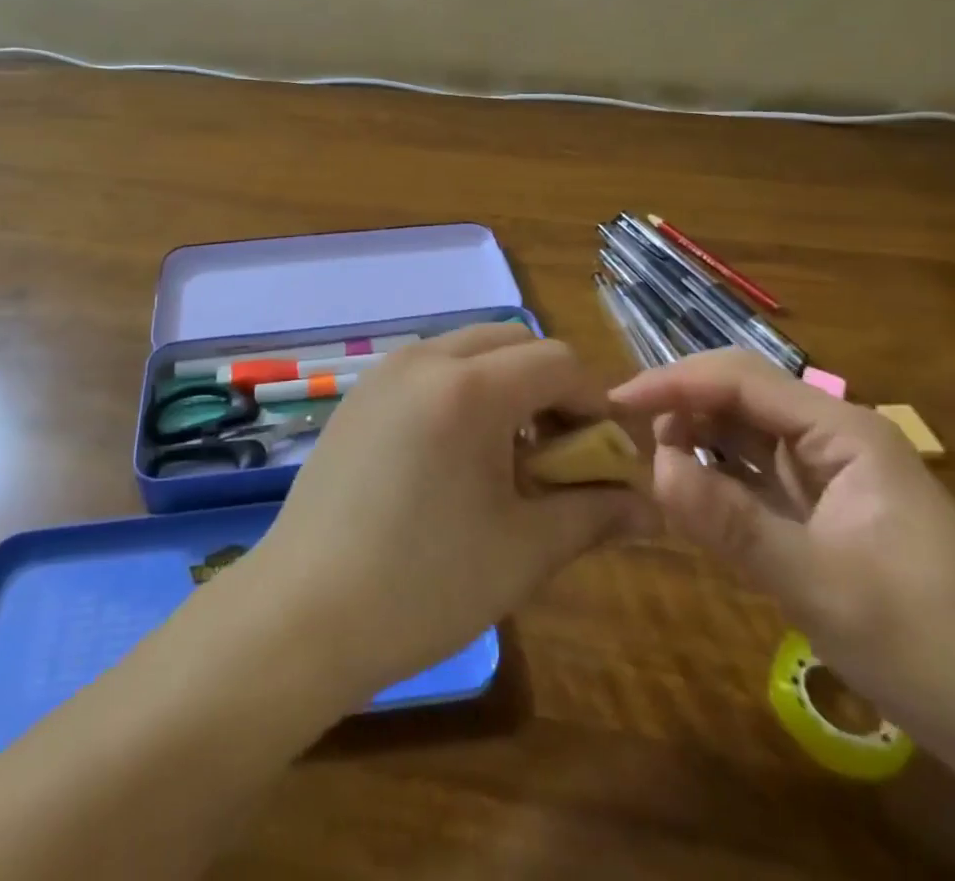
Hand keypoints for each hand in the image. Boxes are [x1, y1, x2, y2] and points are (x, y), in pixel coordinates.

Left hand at [239, 324, 657, 701]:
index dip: (595, 402)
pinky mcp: (360, 394)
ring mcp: (384, 372)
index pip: (557, 361)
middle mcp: (424, 359)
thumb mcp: (524, 550)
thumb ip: (593, 514)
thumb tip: (651, 507)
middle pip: (512, 341)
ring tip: (508, 456)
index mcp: (468, 387)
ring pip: (467, 349)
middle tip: (559, 452)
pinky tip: (455, 455)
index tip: (607, 455)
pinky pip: (428, 368)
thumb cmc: (424, 584)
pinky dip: (461, 390)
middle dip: (549, 386)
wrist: (303, 611)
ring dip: (504, 384)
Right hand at [614, 351, 954, 783]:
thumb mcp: (824, 587)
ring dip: (695, 440)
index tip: (613, 404)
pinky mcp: (827, 515)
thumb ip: (732, 523)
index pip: (740, 379)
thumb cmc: (938, 649)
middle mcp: (834, 440)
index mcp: (843, 432)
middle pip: (739, 397)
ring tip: (649, 465)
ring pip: (744, 435)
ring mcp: (831, 478)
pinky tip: (689, 495)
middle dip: (680, 405)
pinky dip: (717, 479)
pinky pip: (756, 478)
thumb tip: (653, 467)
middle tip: (623, 436)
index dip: (672, 383)